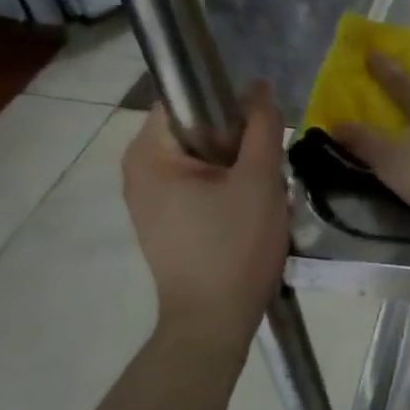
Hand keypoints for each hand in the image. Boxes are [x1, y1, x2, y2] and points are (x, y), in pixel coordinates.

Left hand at [122, 84, 287, 341]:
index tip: (261, 129)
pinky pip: (201, 190)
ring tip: (266, 197)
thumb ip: (262, 128)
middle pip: (198, 132)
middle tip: (270, 171)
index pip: (186, 100)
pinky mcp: (166, 225)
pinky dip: (228, 194)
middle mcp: (139, 172)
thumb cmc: (234, 247)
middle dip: (239, 145)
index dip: (228, 104)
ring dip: (239, 172)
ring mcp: (150, 201)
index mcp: (149, 153)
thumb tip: (259, 87)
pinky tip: (252, 217)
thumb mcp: (259, 180)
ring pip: (205, 163)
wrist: (215, 322)